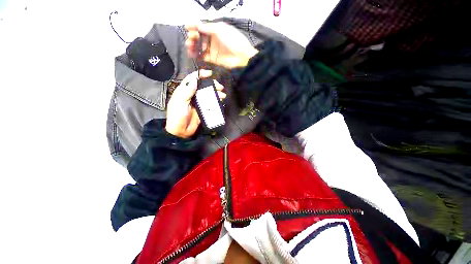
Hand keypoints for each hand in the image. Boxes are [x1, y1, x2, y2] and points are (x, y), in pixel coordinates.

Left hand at [165, 70, 225, 137]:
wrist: (181, 131)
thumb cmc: (177, 116)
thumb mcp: (180, 102)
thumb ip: (187, 91)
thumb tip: (195, 80)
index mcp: (184, 91)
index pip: (192, 79)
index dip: (200, 74)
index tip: (210, 74)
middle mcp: (192, 95)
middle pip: (203, 86)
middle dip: (212, 85)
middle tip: (220, 87)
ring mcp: (198, 102)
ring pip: (208, 94)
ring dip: (216, 93)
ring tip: (223, 95)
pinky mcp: (203, 109)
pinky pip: (210, 103)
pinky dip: (216, 101)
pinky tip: (221, 101)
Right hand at [185, 22, 258, 68]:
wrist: (241, 56)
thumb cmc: (233, 40)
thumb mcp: (220, 29)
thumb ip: (208, 27)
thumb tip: (196, 25)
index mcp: (215, 29)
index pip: (202, 27)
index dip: (194, 26)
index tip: (187, 27)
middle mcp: (213, 39)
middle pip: (199, 37)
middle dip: (193, 36)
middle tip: (191, 38)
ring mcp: (212, 49)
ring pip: (199, 47)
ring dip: (193, 45)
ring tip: (189, 45)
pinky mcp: (212, 59)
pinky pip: (202, 56)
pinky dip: (196, 54)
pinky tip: (192, 53)